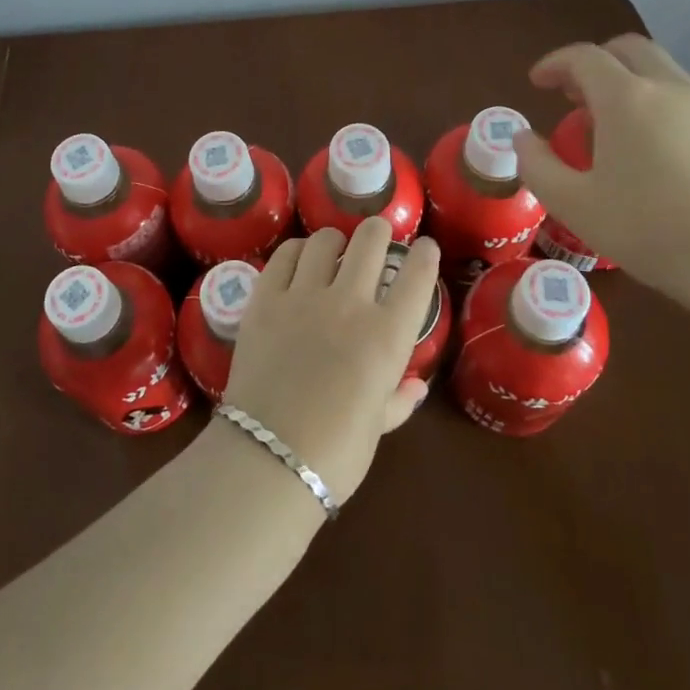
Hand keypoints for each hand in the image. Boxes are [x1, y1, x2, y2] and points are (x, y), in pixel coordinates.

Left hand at [219, 219, 437, 507]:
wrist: (268, 458)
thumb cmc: (335, 453)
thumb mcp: (376, 428)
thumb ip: (398, 399)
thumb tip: (417, 386)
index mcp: (387, 336)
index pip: (416, 276)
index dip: (425, 255)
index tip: (425, 248)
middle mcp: (349, 304)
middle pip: (370, 241)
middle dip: (379, 232)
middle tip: (377, 237)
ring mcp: (303, 296)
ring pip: (325, 240)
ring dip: (336, 239)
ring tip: (335, 248)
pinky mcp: (265, 299)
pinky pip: (285, 256)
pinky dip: (297, 251)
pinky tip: (300, 258)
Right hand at [513, 34, 689, 297]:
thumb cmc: (649, 228)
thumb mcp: (574, 204)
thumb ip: (537, 166)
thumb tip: (521, 138)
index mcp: (626, 99)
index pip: (584, 57)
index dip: (555, 63)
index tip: (537, 82)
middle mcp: (670, 90)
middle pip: (629, 49)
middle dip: (596, 62)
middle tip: (575, 95)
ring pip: (663, 74)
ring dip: (630, 85)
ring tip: (612, 129)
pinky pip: (688, 103)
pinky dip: (660, 109)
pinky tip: (656, 156)